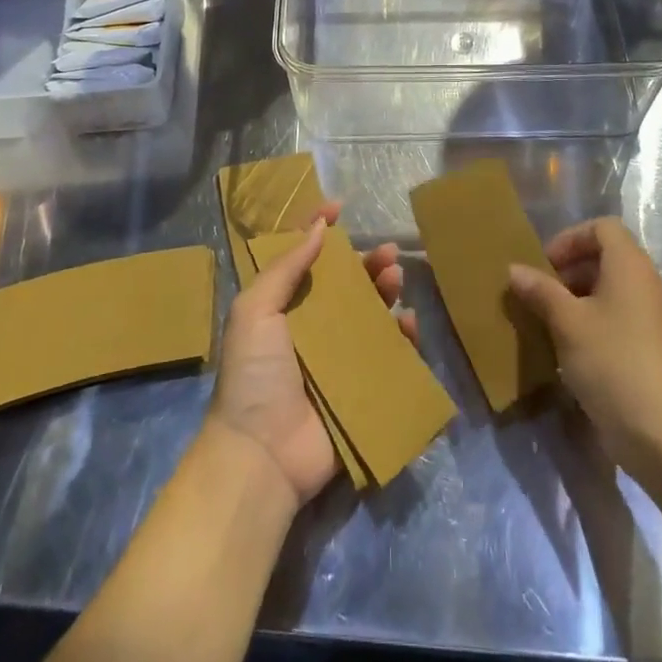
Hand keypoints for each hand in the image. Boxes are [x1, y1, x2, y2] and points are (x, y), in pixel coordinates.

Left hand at [210, 202, 416, 506]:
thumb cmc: (253, 375)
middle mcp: (312, 328)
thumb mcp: (255, 311)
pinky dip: (402, 338)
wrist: (262, 455)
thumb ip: (286, 267)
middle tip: (388, 252)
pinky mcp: (362, 389)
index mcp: (283, 307)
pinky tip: (408, 325)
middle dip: (367, 263)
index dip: (319, 230)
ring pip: (371, 315)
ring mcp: (339, 359)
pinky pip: (389, 357)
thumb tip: (318, 225)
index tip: (339, 207)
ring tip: (396, 280)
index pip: (303, 258)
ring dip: (386, 293)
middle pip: (346, 285)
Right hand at [508, 217, 661, 477]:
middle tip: (541, 295)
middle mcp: (648, 285)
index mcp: (630, 267)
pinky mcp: (657, 351)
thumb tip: (514, 269)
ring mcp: (656, 320)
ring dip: (580, 300)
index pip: (602, 228)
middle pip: (607, 258)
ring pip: (613, 292)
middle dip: (570, 271)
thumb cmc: (613, 364)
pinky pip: (622, 320)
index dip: (570, 238)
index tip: (545, 265)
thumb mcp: (567, 324)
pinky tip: (574, 354)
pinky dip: (596, 325)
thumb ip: (540, 291)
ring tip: (551, 325)